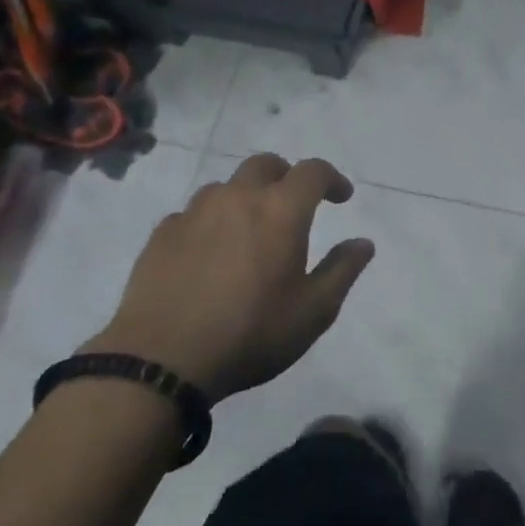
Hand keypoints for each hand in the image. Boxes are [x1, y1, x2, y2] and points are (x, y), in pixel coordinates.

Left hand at [89, 154, 374, 402]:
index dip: (332, 179)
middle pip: (266, 164)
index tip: (341, 196)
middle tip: (294, 205)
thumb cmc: (250, 333)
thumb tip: (363, 242)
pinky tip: (209, 253)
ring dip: (245, 197)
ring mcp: (194, 212)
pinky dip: (210, 222)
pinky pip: (193, 213)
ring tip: (249, 230)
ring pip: (226, 186)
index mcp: (281, 210)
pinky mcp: (162, 233)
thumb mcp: (313, 311)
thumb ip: (342, 270)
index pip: (313, 171)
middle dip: (286, 176)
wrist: (161, 360)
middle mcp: (238, 197)